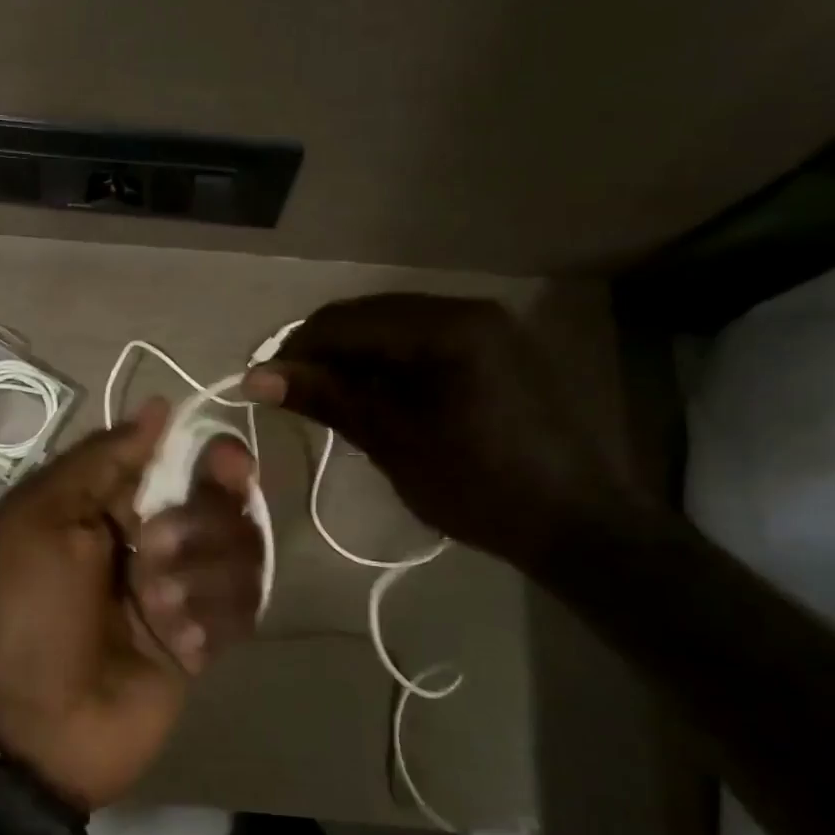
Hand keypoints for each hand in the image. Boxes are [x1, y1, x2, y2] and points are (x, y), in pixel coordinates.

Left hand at [0, 398, 262, 810]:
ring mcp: (182, 590)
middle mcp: (151, 539)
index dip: (208, 457)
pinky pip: (243, 608)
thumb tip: (159, 407)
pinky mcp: (204, 639)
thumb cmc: (28, 611)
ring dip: (201, 575)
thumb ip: (102, 458)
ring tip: (156, 607)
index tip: (226, 462)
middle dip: (201, 522)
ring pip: (240, 552)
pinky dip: (212, 618)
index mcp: (109, 505)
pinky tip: (180, 643)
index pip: (180, 461)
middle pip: (222, 502)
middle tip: (156, 550)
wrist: (34, 730)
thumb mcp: (41, 518)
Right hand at [243, 294, 633, 571]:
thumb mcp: (394, 442)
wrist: (578, 524)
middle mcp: (466, 310)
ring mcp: (485, 328)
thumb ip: (327, 398)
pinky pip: (421, 342)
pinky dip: (386, 365)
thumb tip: (256, 377)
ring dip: (353, 358)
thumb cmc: (481, 486)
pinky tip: (373, 398)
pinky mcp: (493, 350)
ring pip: (392, 327)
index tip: (262, 385)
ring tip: (327, 401)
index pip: (346, 320)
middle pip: (368, 316)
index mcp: (446, 326)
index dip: (295, 349)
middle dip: (322, 352)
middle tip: (291, 395)